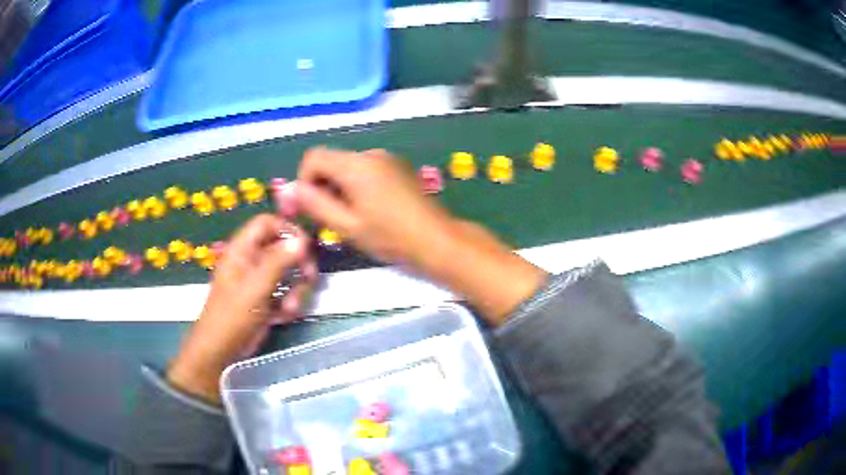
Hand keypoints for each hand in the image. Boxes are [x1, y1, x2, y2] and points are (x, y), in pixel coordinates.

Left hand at [167, 214, 316, 403]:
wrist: (221, 352)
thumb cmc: (232, 317)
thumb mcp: (255, 288)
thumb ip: (278, 262)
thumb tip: (302, 239)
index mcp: (242, 250)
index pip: (267, 223)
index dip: (287, 229)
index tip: (306, 247)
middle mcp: (251, 261)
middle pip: (282, 247)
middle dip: (298, 264)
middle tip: (309, 278)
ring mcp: (258, 281)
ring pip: (288, 272)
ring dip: (296, 289)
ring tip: (290, 308)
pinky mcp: (265, 299)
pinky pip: (285, 292)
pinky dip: (289, 303)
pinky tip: (283, 317)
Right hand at [297, 147, 453, 267]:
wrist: (436, 239)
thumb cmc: (390, 236)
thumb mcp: (346, 225)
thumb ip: (314, 204)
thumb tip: (287, 188)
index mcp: (356, 164)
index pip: (313, 157)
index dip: (304, 180)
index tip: (309, 207)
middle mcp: (370, 153)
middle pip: (331, 161)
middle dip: (322, 186)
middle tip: (330, 218)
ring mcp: (386, 158)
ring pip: (347, 166)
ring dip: (339, 187)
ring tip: (352, 217)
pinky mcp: (397, 166)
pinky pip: (365, 169)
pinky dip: (356, 185)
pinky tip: (369, 209)